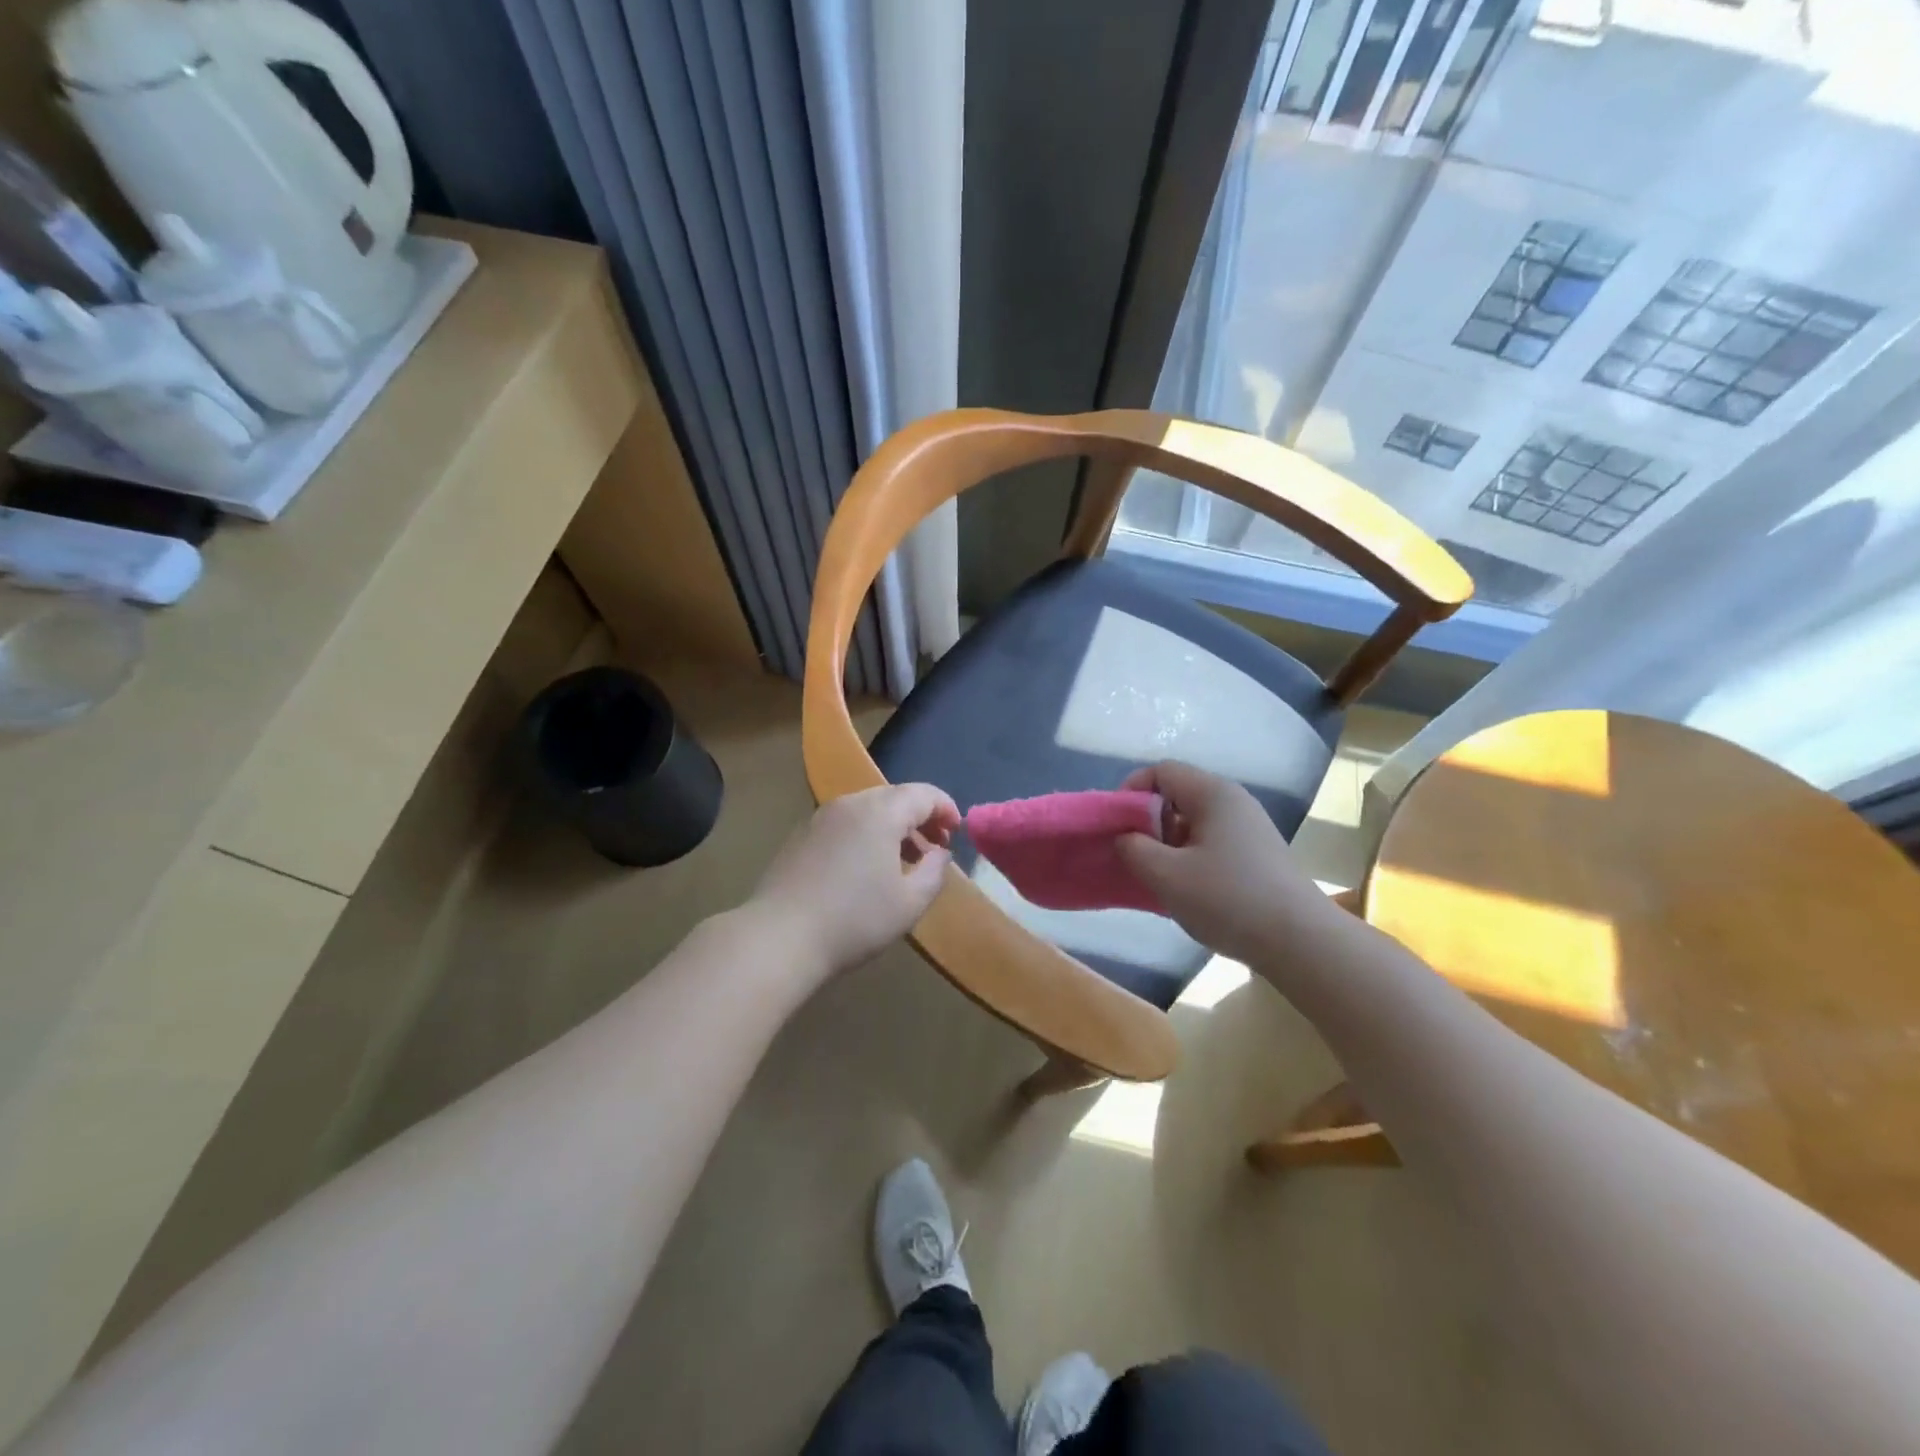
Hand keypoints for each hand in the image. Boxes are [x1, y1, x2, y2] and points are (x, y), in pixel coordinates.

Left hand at [749, 783, 961, 976]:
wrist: (780, 937)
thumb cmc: (855, 919)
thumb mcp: (910, 902)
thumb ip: (935, 870)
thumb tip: (939, 852)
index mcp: (881, 811)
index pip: (924, 794)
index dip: (946, 808)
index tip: (957, 832)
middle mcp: (850, 803)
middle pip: (895, 797)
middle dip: (920, 817)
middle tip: (934, 848)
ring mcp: (821, 817)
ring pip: (868, 810)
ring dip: (892, 827)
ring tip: (903, 861)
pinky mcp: (800, 836)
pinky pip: (845, 823)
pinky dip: (865, 835)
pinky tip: (865, 869)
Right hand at [1116, 761, 1336, 965]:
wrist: (1300, 942)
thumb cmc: (1228, 899)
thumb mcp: (1165, 875)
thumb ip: (1133, 849)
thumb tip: (1126, 838)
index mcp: (1213, 793)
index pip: (1161, 771)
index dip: (1130, 791)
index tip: (1115, 826)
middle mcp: (1233, 801)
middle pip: (1177, 795)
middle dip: (1147, 821)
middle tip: (1133, 855)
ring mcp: (1249, 828)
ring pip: (1193, 822)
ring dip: (1167, 844)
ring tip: (1157, 877)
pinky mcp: (1257, 855)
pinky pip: (1210, 842)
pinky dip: (1189, 858)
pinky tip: (1185, 890)